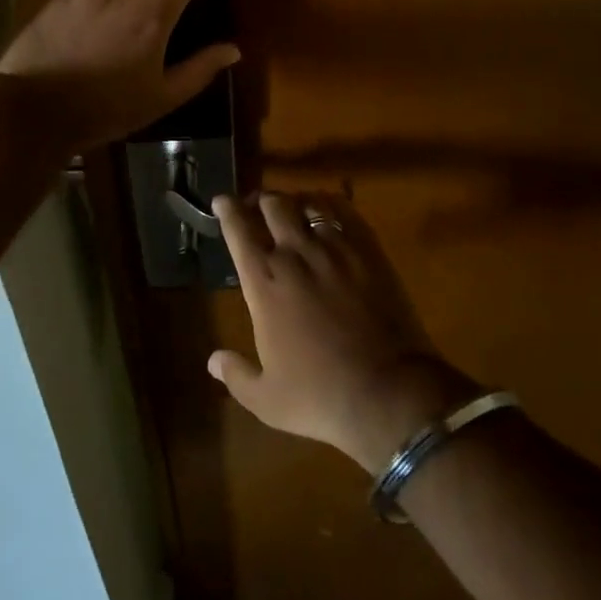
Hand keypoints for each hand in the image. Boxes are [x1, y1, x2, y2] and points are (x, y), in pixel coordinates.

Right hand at [208, 191, 477, 472]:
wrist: (388, 393)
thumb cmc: (320, 396)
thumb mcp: (267, 400)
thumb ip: (237, 375)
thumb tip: (212, 361)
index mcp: (263, 282)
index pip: (237, 229)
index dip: (226, 209)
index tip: (221, 201)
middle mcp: (293, 253)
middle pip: (272, 205)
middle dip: (261, 200)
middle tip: (258, 206)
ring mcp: (333, 248)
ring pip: (307, 203)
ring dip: (294, 201)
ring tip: (292, 206)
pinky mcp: (366, 250)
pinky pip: (344, 211)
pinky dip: (330, 204)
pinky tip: (328, 210)